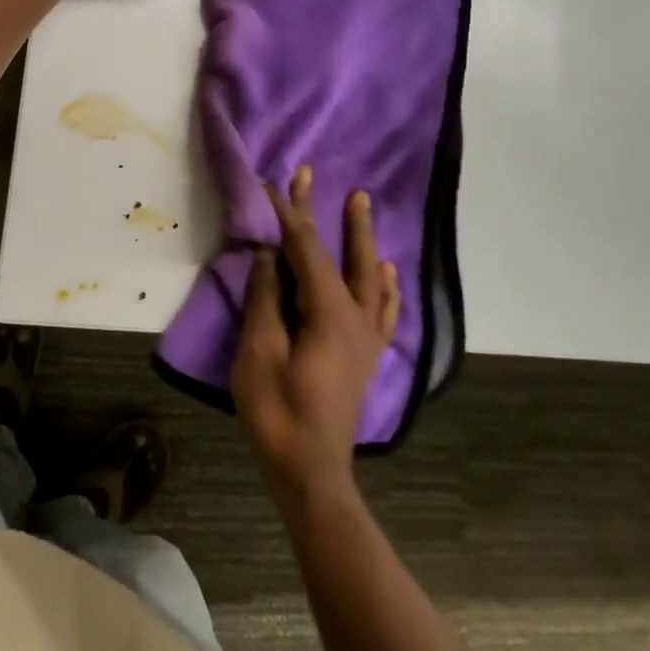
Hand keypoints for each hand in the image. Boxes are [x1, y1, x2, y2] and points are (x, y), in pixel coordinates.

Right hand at [233, 167, 401, 512]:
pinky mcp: (367, 355)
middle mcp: (356, 316)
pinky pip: (384, 308)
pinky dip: (387, 284)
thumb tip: (268, 254)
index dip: (288, 214)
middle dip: (329, 213)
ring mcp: (366, 337)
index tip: (273, 183)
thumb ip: (266, 298)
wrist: (310, 472)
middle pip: (342, 253)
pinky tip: (390, 272)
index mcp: (329, 312)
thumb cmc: (279, 413)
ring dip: (362, 239)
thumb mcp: (260, 353)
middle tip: (320, 177)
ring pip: (371, 275)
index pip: (306, 249)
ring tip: (361, 205)